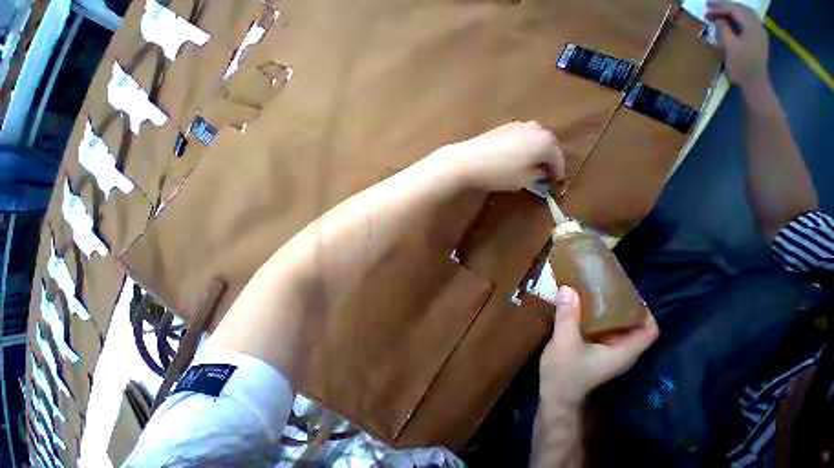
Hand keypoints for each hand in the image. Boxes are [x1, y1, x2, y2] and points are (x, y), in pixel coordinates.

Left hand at [439, 121, 565, 190]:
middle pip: (549, 144)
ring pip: (536, 138)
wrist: (468, 161)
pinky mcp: (505, 127)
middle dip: (549, 158)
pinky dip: (525, 145)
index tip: (557, 180)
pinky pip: (523, 136)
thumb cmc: (499, 173)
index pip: (558, 158)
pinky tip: (519, 155)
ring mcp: (519, 125)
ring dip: (537, 150)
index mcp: (545, 142)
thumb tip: (541, 172)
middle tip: (547, 171)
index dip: (558, 171)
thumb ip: (537, 176)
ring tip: (533, 163)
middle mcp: (536, 129)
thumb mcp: (522, 180)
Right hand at [539, 286, 658, 405]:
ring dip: (605, 310)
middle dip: (621, 305)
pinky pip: (601, 329)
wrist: (556, 395)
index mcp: (623, 351)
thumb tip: (568, 288)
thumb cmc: (565, 373)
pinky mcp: (594, 350)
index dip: (644, 311)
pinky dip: (594, 317)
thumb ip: (567, 316)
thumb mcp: (564, 342)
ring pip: (615, 327)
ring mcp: (607, 351)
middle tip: (603, 286)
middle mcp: (620, 351)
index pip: (649, 330)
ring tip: (590, 292)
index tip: (626, 291)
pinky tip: (578, 307)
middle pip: (632, 325)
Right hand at [706, 1, 769, 90]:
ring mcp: (758, 32)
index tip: (707, 8)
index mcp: (752, 27)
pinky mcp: (756, 39)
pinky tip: (729, 21)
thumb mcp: (730, 48)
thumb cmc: (741, 67)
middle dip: (726, 6)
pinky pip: (746, 22)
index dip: (721, 7)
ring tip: (718, 11)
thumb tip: (718, 19)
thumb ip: (724, 31)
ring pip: (745, 15)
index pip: (736, 10)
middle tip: (710, 6)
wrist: (755, 82)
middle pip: (742, 10)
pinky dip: (736, 18)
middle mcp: (757, 26)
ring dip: (731, 11)